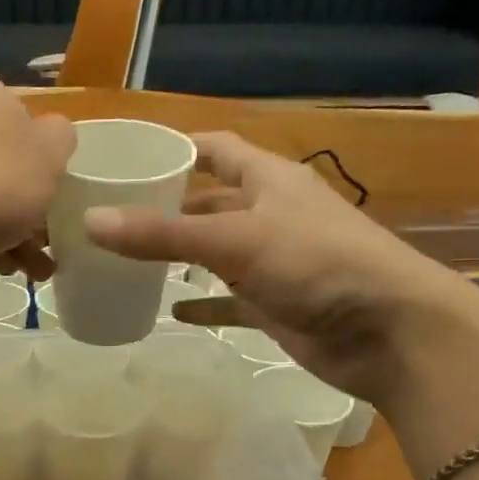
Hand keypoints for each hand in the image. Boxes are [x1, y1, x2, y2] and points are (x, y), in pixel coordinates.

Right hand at [83, 131, 478, 402]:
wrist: (388, 331)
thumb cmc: (317, 263)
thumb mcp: (235, 240)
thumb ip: (163, 234)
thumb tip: (90, 222)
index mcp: (269, 180)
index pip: (217, 150)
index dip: (177, 149)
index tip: (129, 157)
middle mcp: (270, 214)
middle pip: (210, 202)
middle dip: (167, 207)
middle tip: (113, 217)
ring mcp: (273, 262)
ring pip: (216, 252)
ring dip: (180, 256)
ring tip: (127, 261)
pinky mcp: (275, 304)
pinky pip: (228, 300)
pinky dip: (202, 303)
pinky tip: (169, 311)